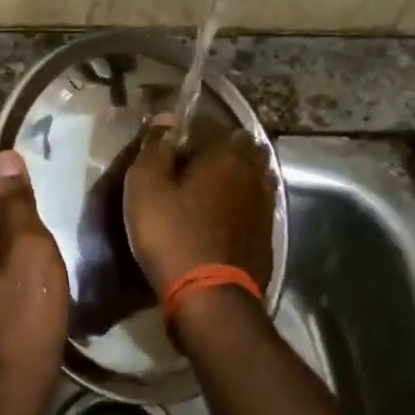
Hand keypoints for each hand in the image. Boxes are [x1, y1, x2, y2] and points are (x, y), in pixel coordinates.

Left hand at [0, 151, 69, 413]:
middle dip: (11, 229)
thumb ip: (16, 203)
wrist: (11, 386)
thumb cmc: (24, 315)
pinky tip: (20, 287)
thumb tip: (5, 157)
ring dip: (6, 250)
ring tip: (34, 270)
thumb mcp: (30, 251)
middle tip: (41, 251)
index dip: (14, 205)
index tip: (40, 224)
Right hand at [123, 118, 275, 293]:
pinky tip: (225, 216)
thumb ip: (155, 147)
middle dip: (222, 151)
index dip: (194, 131)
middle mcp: (253, 173)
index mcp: (226, 154)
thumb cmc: (172, 236)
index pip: (215, 125)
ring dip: (236, 177)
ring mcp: (265, 205)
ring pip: (254, 177)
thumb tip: (168, 116)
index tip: (174, 143)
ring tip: (210, 189)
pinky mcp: (267, 234)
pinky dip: (242, 204)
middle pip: (242, 149)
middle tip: (194, 164)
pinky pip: (256, 205)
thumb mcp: (146, 187)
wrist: (210, 297)